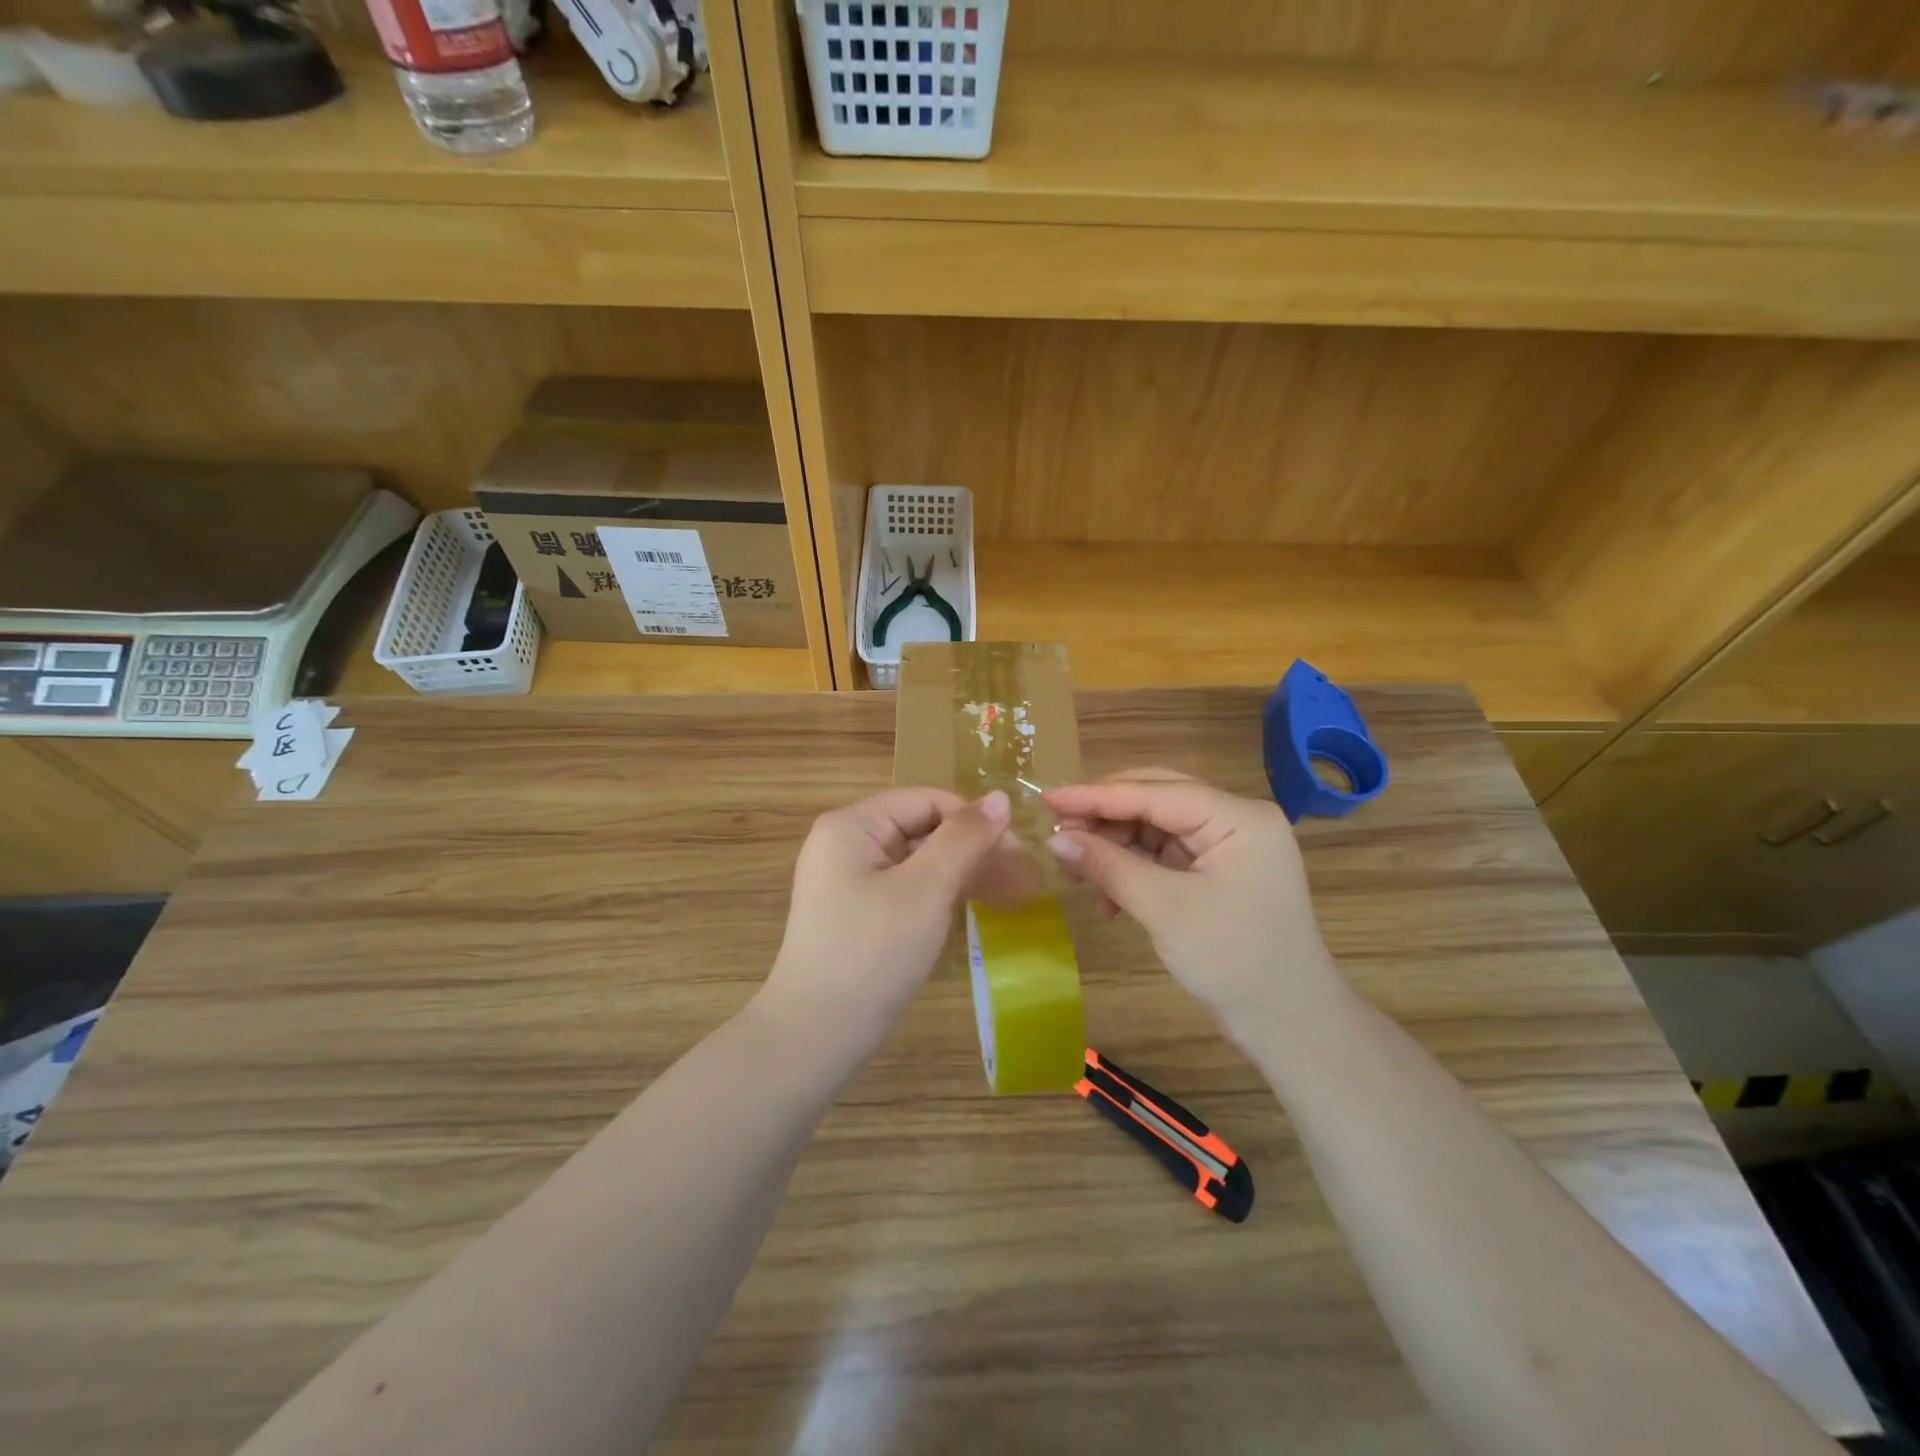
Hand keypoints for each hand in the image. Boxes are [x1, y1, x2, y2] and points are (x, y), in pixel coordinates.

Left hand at [756, 787, 1016, 1058]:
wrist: (815, 1036)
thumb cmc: (872, 953)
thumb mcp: (925, 890)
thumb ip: (964, 839)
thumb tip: (1001, 798)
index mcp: (852, 826)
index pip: (927, 801)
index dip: (974, 821)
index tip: (1018, 854)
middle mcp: (847, 844)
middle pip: (923, 829)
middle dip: (973, 851)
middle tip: (1022, 882)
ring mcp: (849, 880)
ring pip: (919, 862)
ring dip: (963, 875)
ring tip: (1010, 897)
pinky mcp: (858, 913)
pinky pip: (907, 889)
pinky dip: (940, 897)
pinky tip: (972, 911)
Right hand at [1043, 770, 1346, 1032]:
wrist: (1289, 1024)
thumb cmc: (1234, 959)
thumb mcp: (1165, 909)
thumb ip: (1109, 866)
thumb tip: (1055, 839)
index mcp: (1237, 817)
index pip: (1154, 791)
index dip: (1096, 795)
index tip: (1046, 796)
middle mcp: (1235, 820)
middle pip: (1156, 800)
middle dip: (1105, 817)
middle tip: (1057, 829)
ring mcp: (1228, 846)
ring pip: (1155, 828)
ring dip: (1115, 848)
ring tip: (1075, 870)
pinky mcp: (1218, 872)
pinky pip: (1165, 856)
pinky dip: (1133, 871)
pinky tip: (1107, 900)